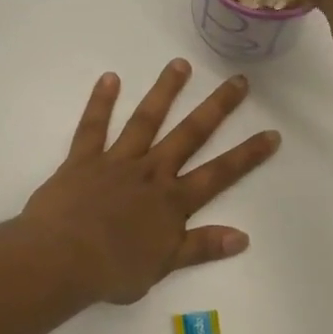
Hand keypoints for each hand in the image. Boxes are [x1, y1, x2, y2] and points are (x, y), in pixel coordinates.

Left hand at [22, 60, 280, 304]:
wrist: (60, 260)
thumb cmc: (113, 269)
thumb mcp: (165, 265)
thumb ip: (202, 247)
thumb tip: (243, 237)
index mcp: (173, 201)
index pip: (220, 174)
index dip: (248, 155)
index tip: (272, 133)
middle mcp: (151, 172)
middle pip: (190, 135)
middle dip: (217, 108)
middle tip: (238, 81)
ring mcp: (117, 162)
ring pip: (146, 121)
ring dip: (165, 92)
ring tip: (181, 64)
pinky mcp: (83, 160)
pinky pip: (93, 127)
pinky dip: (101, 102)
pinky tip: (110, 78)